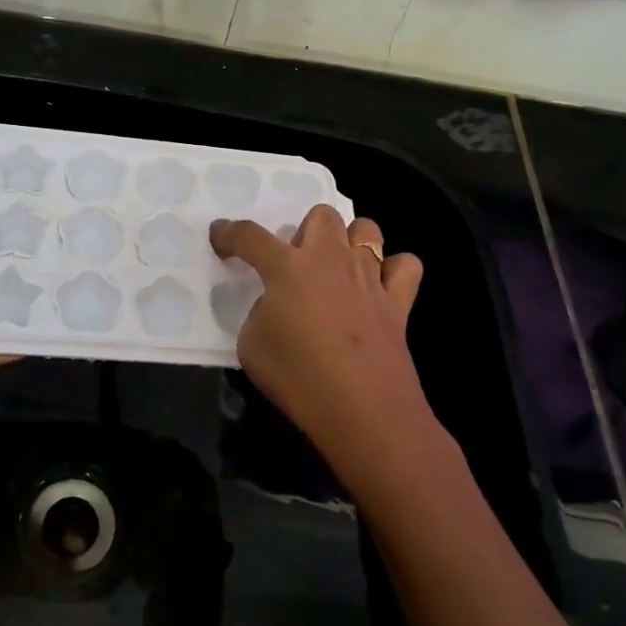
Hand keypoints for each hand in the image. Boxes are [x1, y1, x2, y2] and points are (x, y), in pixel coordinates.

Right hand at [209, 205, 428, 489]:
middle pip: (321, 215)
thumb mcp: (252, 346)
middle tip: (296, 264)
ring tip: (338, 270)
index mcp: (287, 267)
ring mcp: (369, 275)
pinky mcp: (399, 300)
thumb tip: (276, 306)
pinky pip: (405, 265)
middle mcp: (330, 258)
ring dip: (349, 242)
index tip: (220, 236)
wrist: (362, 410)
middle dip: (305, 231)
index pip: (250, 235)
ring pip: (366, 229)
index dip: (229, 233)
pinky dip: (393, 270)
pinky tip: (380, 288)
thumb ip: (259, 313)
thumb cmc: (298, 377)